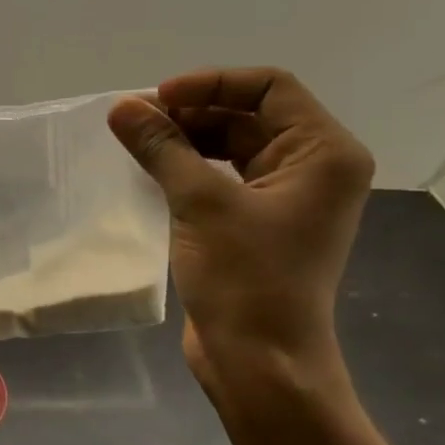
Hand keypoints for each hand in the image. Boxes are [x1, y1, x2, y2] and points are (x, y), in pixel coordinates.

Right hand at [108, 68, 373, 397]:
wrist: (260, 361)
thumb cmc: (245, 278)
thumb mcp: (200, 203)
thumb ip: (162, 147)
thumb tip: (121, 106)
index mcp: (323, 153)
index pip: (270, 87)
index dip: (210, 83)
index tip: (156, 99)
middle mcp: (313, 168)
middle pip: (250, 116)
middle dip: (192, 112)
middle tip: (134, 122)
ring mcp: (287, 199)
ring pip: (233, 148)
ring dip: (186, 140)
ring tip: (136, 144)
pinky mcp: (259, 226)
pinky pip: (224, 179)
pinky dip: (190, 170)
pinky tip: (152, 173)